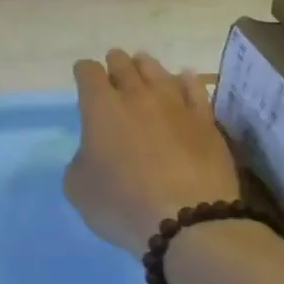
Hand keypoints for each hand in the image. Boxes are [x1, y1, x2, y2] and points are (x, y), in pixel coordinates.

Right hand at [64, 49, 241, 255]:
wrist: (188, 220)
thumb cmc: (122, 204)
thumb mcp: (78, 188)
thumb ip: (81, 160)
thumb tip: (93, 152)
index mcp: (100, 107)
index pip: (88, 73)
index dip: (83, 72)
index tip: (83, 76)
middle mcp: (137, 96)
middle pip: (124, 65)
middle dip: (115, 63)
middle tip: (114, 66)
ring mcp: (175, 105)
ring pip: (158, 71)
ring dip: (146, 66)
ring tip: (143, 65)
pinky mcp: (205, 121)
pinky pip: (194, 89)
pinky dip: (185, 81)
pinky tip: (184, 78)